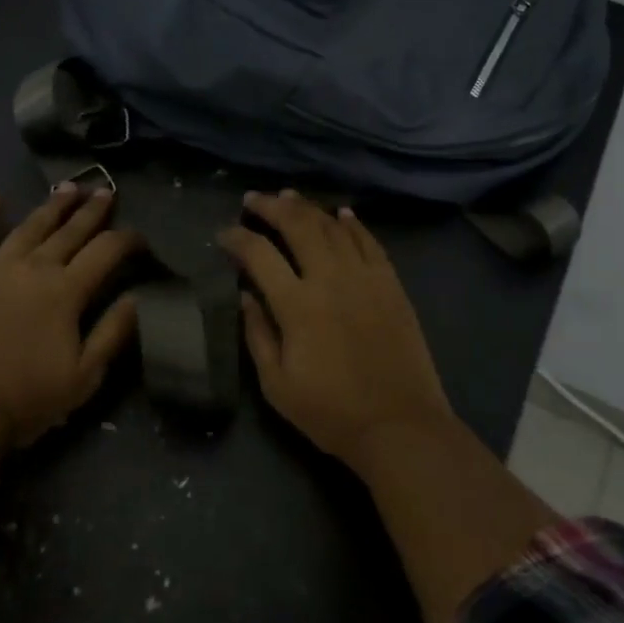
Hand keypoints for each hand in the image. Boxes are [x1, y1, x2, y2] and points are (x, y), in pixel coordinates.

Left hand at [0, 184, 143, 448]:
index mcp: (67, 290)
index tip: (140, 238)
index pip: (107, 251)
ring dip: (52, 205)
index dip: (128, 239)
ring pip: (30, 226)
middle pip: (70, 230)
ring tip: (68, 187)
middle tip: (105, 192)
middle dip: (92, 210)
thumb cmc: (26, 399)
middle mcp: (35, 267)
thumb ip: (113, 333)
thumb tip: (137, 297)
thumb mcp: (84, 376)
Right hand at [219, 190, 451, 464]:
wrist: (400, 425)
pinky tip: (341, 214)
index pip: (259, 254)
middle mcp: (330, 279)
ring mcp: (365, 277)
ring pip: (333, 226)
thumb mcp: (277, 385)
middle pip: (298, 225)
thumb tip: (245, 296)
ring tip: (289, 197)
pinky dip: (352, 224)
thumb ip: (258, 335)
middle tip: (253, 200)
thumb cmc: (331, 412)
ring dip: (308, 208)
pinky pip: (369, 242)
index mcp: (297, 305)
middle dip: (271, 206)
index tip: (223, 234)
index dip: (237, 238)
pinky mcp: (391, 284)